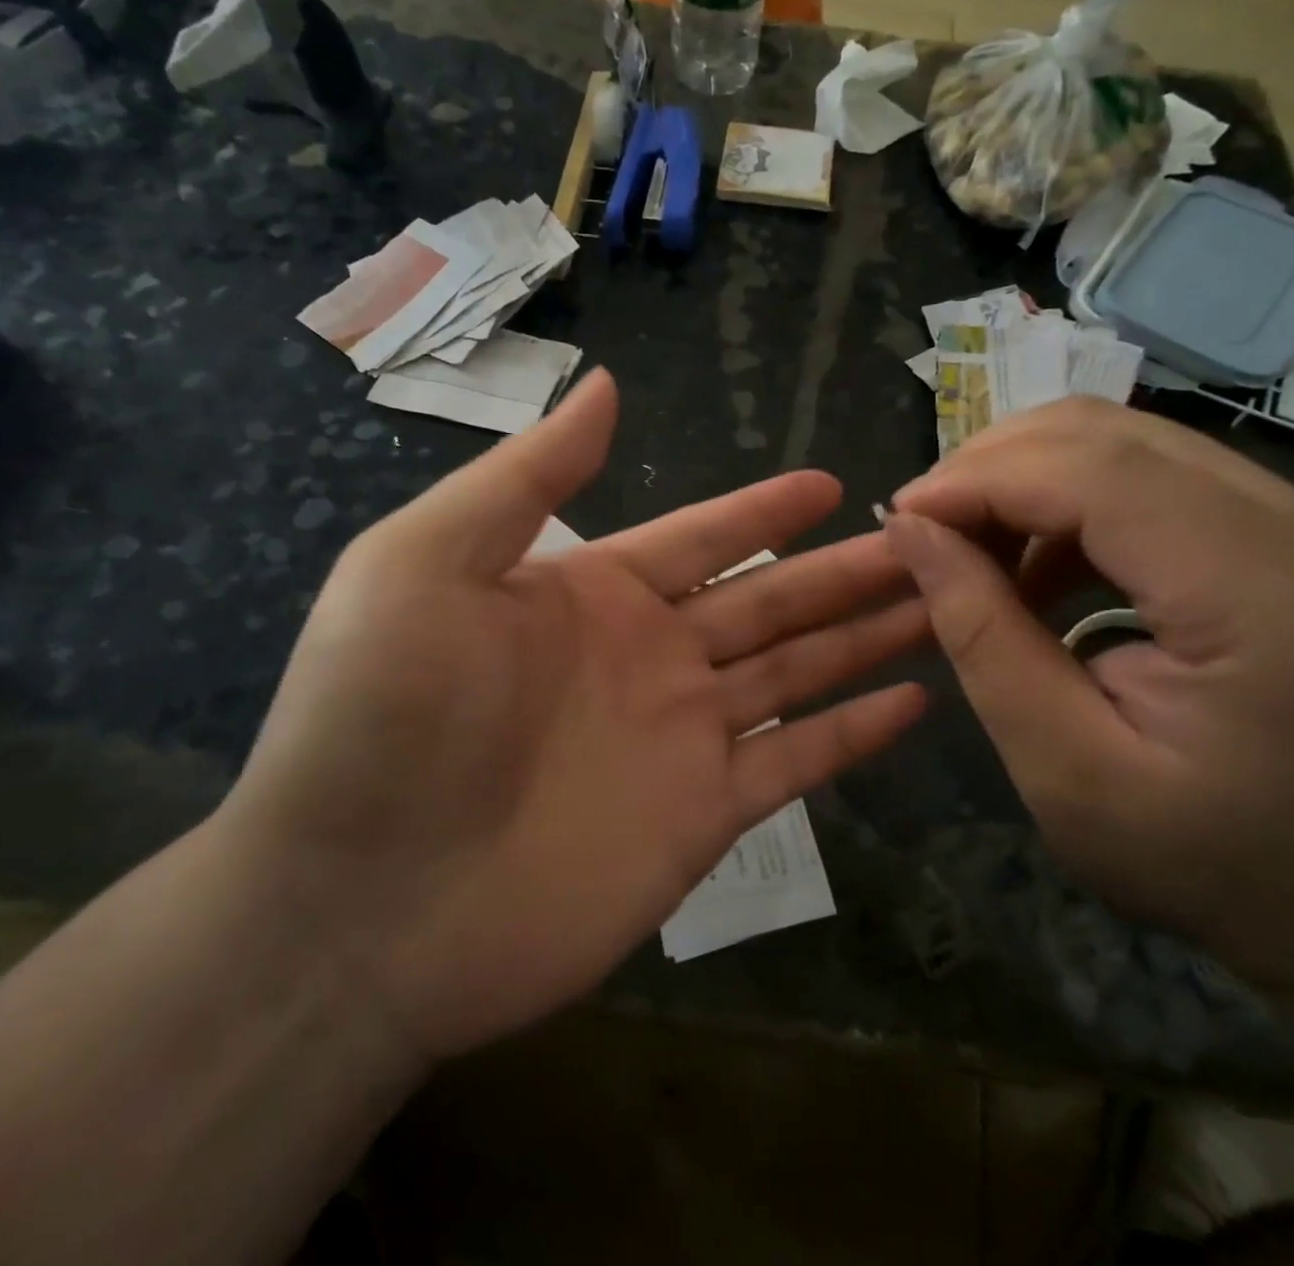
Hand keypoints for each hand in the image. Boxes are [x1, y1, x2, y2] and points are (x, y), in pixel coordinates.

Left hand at [217, 371, 926, 1072]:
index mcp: (593, 593)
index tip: (829, 483)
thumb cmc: (381, 714)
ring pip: (798, 673)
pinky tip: (913, 703)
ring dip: (865, 638)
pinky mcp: (702, 818)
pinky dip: (853, 735)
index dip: (765, 511)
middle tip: (922, 539)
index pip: (703, 536)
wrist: (355, 905)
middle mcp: (648, 658)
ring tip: (938, 604)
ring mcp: (681, 739)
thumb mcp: (428, 561)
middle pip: (771, 601)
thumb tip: (603, 387)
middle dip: (843, 570)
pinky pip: (797, 764)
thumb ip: (527, 476)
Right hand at [886, 398, 1293, 1020]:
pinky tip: (1036, 570)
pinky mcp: (1275, 531)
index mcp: (1257, 592)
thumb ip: (984, 639)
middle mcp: (1291, 524)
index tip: (899, 520)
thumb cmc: (1212, 859)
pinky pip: (1145, 475)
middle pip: (1104, 434)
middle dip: (990, 467)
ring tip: (970, 553)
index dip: (978, 479)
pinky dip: (1066, 502)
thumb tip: (911, 533)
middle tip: (925, 534)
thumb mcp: (1066, 768)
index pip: (1093, 472)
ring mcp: (1293, 517)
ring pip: (1120, 439)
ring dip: (1024, 481)